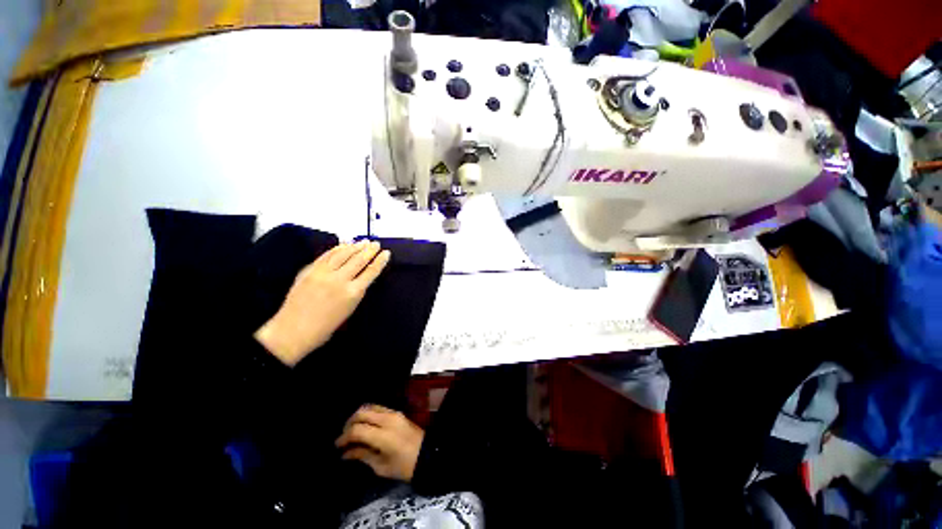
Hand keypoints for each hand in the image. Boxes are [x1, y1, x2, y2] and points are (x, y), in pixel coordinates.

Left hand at [255, 241, 390, 365]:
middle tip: (376, 243)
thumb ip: (356, 291)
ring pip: (343, 255)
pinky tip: (344, 245)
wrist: (293, 331)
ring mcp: (323, 273)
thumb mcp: (349, 310)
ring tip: (364, 241)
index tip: (387, 253)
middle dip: (369, 250)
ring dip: (355, 246)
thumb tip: (362, 277)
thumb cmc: (325, 327)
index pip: (371, 272)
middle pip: (359, 260)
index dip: (380, 261)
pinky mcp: (309, 271)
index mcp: (352, 293)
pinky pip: (326, 256)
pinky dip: (337, 249)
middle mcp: (339, 280)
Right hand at [335, 404, 424, 481]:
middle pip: (362, 413)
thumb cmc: (405, 466)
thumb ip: (363, 455)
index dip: (344, 437)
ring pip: (370, 407)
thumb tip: (346, 453)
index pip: (357, 430)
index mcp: (383, 434)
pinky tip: (365, 426)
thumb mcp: (381, 466)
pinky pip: (378, 408)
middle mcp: (388, 418)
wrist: (428, 454)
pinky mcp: (397, 412)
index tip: (337, 447)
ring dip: (358, 417)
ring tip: (353, 432)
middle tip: (344, 438)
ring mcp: (394, 413)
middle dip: (349, 424)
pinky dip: (368, 414)